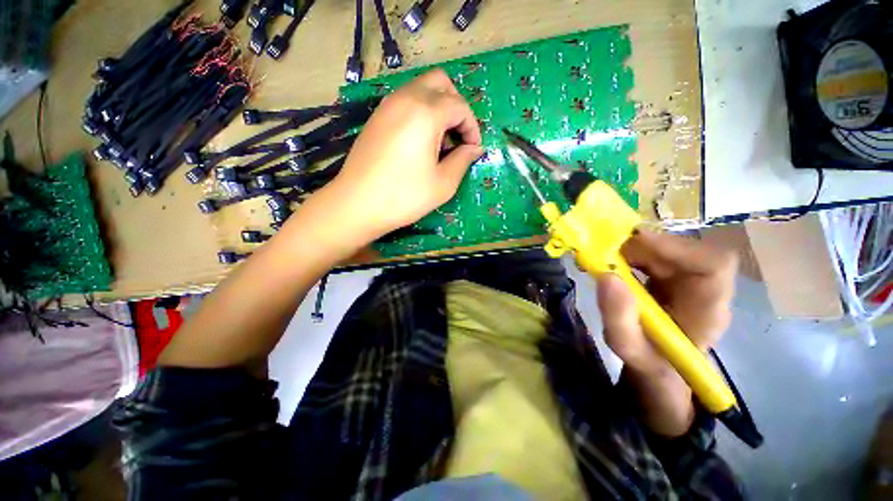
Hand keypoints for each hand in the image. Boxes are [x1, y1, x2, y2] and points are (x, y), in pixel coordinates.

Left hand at [321, 69, 483, 243]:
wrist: (357, 204)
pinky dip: (420, 112)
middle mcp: (406, 98)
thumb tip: (475, 148)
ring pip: (421, 88)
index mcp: (426, 112)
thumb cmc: (404, 196)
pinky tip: (419, 143)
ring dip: (438, 108)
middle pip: (440, 82)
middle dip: (456, 106)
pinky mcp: (376, 117)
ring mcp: (387, 105)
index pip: (460, 106)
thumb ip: (463, 160)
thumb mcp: (443, 183)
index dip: (472, 127)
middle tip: (457, 137)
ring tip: (438, 143)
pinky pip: (405, 101)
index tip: (473, 149)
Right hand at [596, 229, 737, 435]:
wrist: (660, 367)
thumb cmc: (649, 362)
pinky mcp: (673, 276)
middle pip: (684, 250)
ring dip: (632, 248)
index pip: (714, 265)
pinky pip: (654, 253)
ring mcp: (689, 280)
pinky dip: (629, 252)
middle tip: (603, 251)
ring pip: (666, 248)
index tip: (634, 240)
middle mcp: (704, 289)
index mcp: (707, 311)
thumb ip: (619, 318)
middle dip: (642, 246)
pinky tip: (611, 262)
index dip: (676, 246)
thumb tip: (607, 275)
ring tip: (603, 258)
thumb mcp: (628, 348)